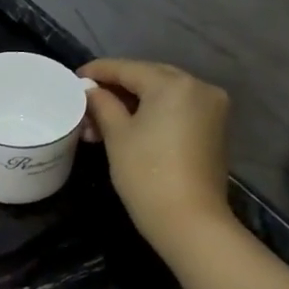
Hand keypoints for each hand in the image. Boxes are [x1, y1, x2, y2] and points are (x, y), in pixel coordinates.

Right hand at [79, 58, 236, 256]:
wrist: (189, 221)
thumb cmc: (146, 174)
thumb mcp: (117, 135)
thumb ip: (102, 105)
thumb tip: (90, 91)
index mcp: (173, 84)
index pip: (128, 68)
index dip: (98, 72)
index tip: (75, 78)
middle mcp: (198, 87)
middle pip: (149, 77)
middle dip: (117, 88)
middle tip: (87, 101)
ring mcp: (211, 108)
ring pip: (164, 94)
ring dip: (133, 102)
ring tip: (101, 121)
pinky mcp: (214, 128)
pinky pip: (177, 109)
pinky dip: (153, 113)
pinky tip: (129, 126)